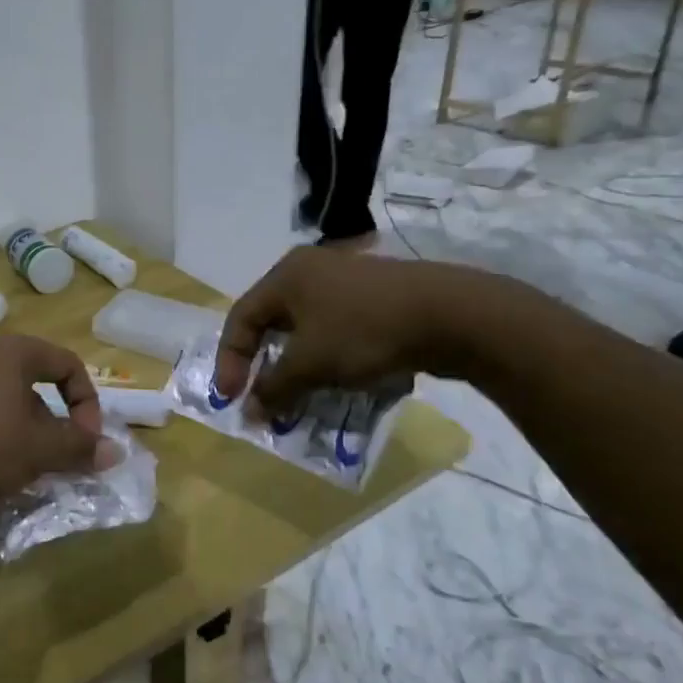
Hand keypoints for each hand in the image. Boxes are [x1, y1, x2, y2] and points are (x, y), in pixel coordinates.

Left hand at [0, 335, 119, 508]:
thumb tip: (115, 451)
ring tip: (20, 474)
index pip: (68, 364)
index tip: (86, 439)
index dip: (87, 402)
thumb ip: (80, 447)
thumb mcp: (39, 450)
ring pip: (3, 406)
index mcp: (14, 353)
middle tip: (55, 460)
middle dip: (52, 426)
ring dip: (21, 438)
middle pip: (34, 386)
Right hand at [213, 249, 505, 412]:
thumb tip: (250, 411)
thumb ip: (274, 388)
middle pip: (272, 322)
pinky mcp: (375, 298)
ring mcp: (346, 281)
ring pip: (305, 329)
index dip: (230, 360)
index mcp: (286, 275)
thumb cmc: (364, 331)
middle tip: (262, 396)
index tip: (232, 398)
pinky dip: (326, 358)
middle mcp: (311, 270)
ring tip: (299, 396)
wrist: (452, 315)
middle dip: (264, 365)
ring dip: (297, 366)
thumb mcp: (310, 364)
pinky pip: (335, 330)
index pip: (241, 318)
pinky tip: (337, 382)